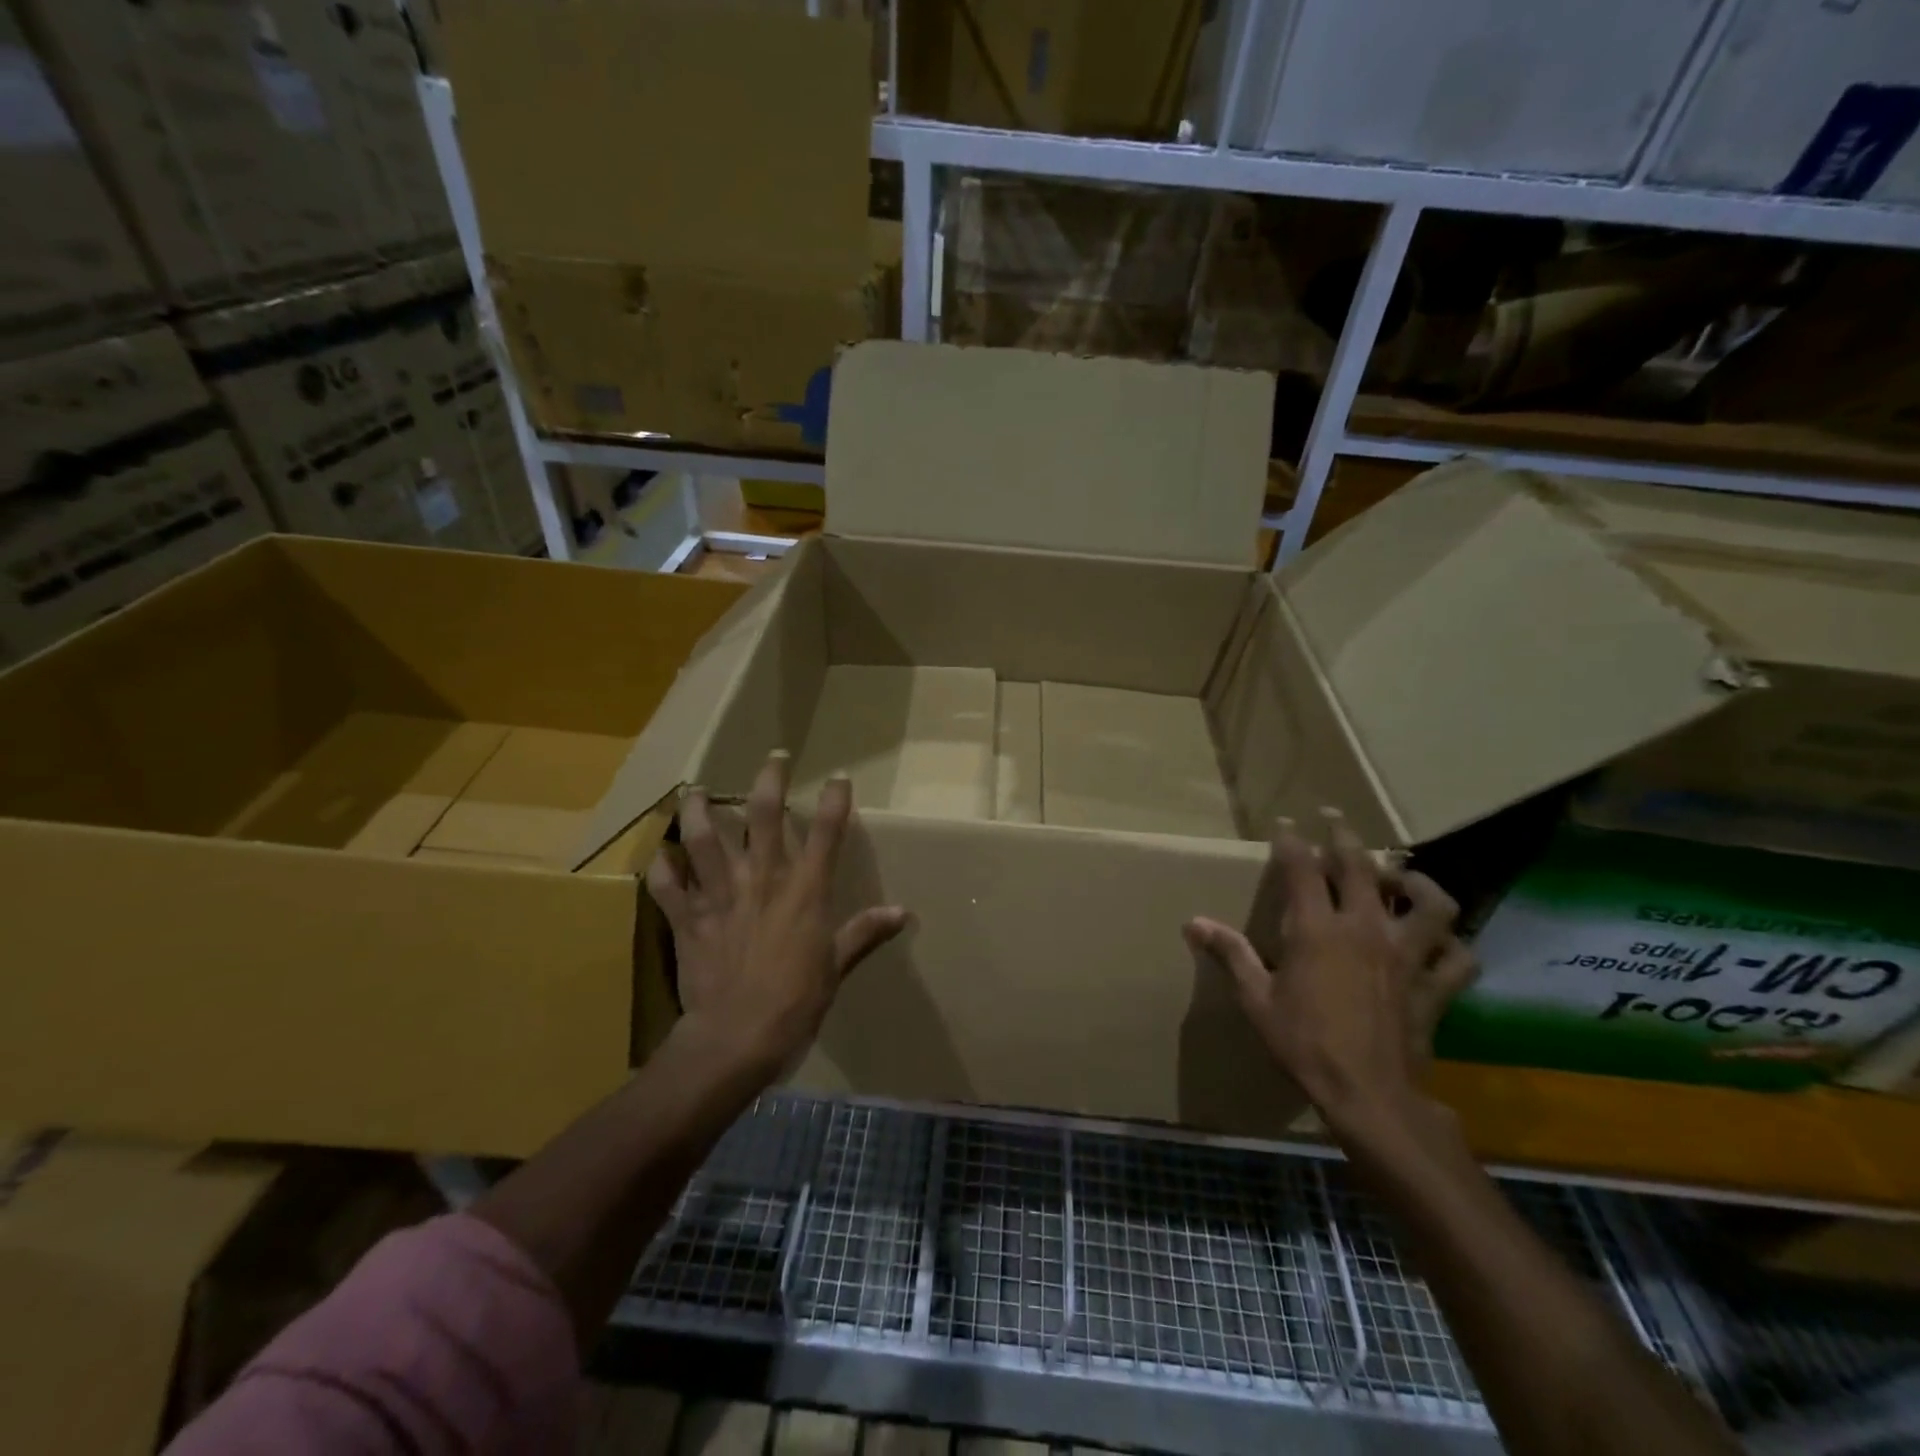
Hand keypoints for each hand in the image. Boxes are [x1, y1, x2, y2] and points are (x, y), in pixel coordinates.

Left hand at [646, 751, 909, 1081]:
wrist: (736, 1038)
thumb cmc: (795, 1002)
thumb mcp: (836, 967)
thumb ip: (864, 932)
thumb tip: (903, 913)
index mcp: (804, 890)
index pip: (826, 832)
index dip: (835, 799)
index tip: (839, 777)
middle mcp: (762, 879)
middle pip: (764, 815)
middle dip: (769, 780)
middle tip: (773, 757)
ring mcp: (720, 895)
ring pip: (704, 838)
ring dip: (697, 810)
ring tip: (694, 791)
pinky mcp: (688, 918)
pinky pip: (667, 885)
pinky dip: (662, 869)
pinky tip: (660, 856)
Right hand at [1182, 811, 1475, 1134]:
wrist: (1368, 1095)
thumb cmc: (1304, 1043)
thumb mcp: (1257, 999)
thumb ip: (1230, 954)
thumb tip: (1193, 923)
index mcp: (1317, 930)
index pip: (1302, 869)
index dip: (1292, 841)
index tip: (1286, 823)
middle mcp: (1365, 930)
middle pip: (1361, 868)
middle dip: (1345, 838)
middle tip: (1335, 820)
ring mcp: (1406, 956)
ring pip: (1428, 904)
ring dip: (1416, 884)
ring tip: (1402, 879)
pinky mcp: (1434, 986)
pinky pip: (1458, 958)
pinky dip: (1454, 946)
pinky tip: (1442, 943)